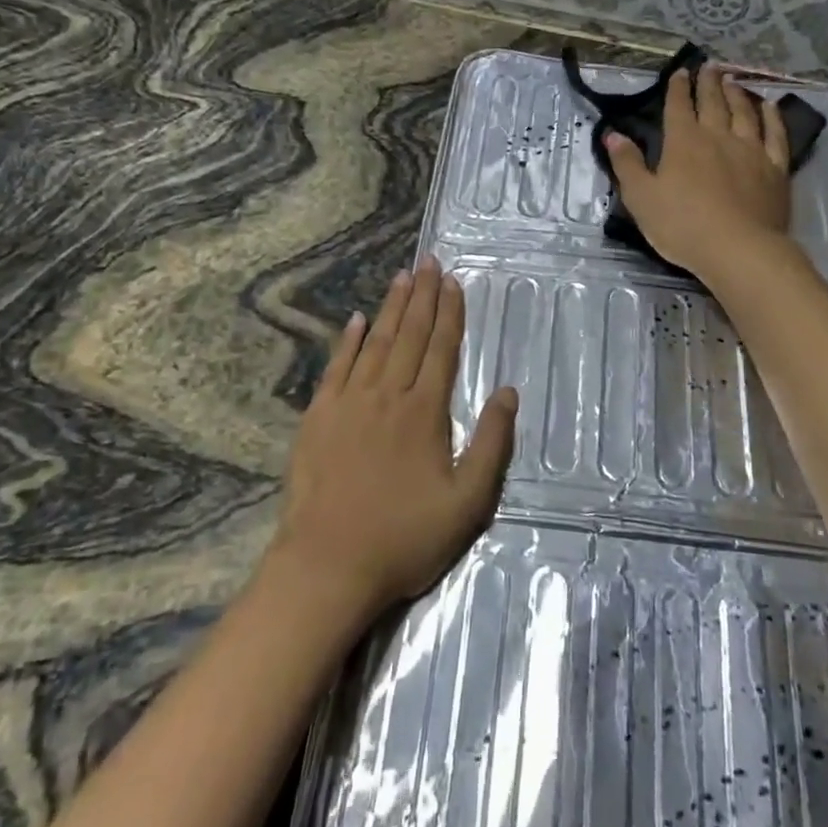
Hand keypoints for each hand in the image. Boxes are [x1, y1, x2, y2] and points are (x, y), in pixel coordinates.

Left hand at [270, 257, 517, 624]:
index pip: (441, 349)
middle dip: (422, 296)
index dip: (450, 313)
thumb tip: (508, 391)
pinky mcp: (318, 416)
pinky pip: (337, 366)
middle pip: (409, 335)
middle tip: (428, 262)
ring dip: (390, 308)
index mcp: (425, 412)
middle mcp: (388, 394)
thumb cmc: (404, 537)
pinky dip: (347, 340)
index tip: (453, 281)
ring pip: (375, 342)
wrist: (328, 564)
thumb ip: (492, 444)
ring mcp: (349, 402)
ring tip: (401, 277)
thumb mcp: (468, 503)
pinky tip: (355, 320)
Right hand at [605, 63, 792, 283]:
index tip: (679, 72)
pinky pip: (775, 135)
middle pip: (713, 102)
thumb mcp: (641, 197)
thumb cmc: (682, 225)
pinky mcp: (776, 169)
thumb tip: (613, 135)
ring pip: (744, 113)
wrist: (738, 249)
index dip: (677, 88)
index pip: (678, 107)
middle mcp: (718, 137)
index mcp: (683, 142)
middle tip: (709, 66)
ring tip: (733, 81)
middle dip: (708, 83)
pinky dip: (772, 118)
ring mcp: (751, 150)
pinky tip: (770, 107)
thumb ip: (627, 164)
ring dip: (737, 94)